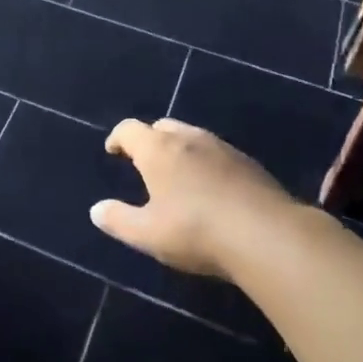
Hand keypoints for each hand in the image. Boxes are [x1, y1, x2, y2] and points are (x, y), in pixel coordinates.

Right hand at [93, 118, 300, 278]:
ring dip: (180, 149)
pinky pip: (217, 153)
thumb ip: (118, 220)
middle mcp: (188, 138)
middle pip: (162, 126)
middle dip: (149, 140)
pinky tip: (211, 188)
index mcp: (157, 150)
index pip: (130, 129)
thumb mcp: (148, 234)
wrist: (267, 235)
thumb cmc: (196, 230)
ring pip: (192, 137)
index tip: (113, 150)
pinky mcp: (248, 163)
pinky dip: (205, 162)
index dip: (118, 138)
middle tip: (144, 162)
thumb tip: (96, 210)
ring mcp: (221, 147)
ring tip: (177, 174)